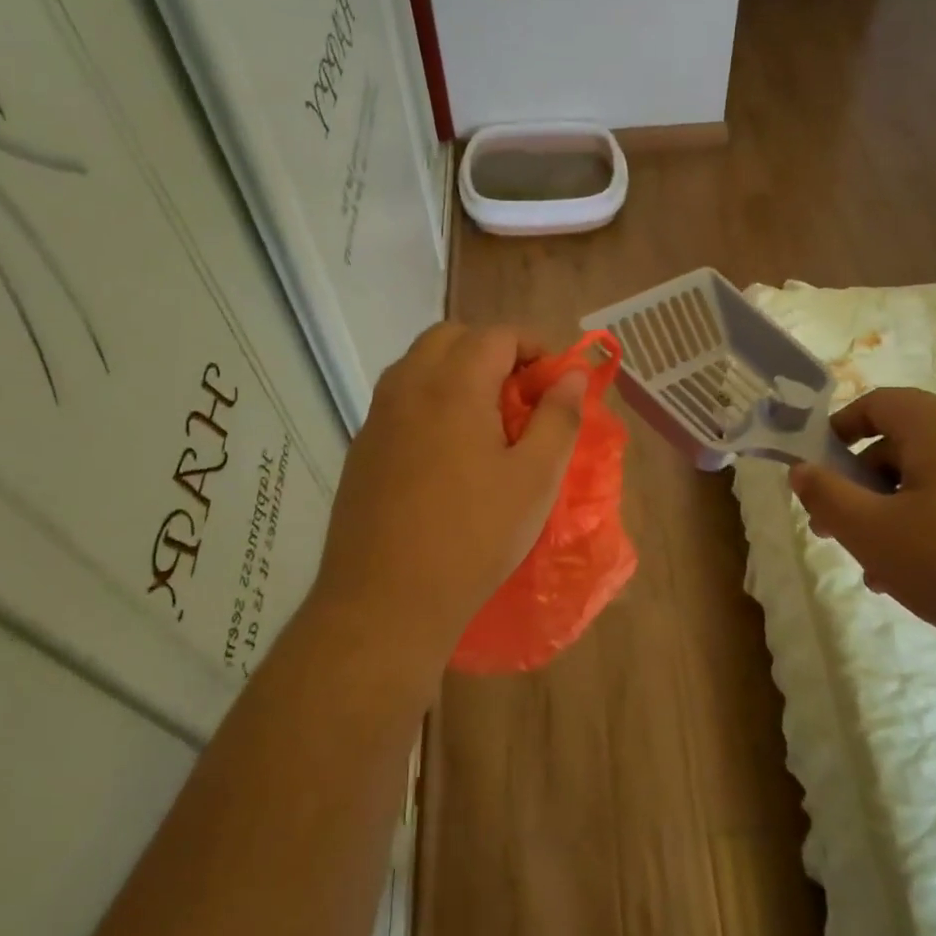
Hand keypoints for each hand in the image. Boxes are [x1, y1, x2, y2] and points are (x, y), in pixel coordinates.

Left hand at [311, 323, 585, 647]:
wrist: (385, 600)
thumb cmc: (473, 537)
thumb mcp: (535, 479)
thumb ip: (559, 418)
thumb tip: (573, 374)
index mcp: (453, 385)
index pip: (497, 335)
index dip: (535, 347)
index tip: (556, 382)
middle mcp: (408, 386)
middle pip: (452, 338)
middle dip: (493, 351)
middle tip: (522, 395)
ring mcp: (377, 417)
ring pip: (419, 365)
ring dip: (458, 373)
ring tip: (488, 421)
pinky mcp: (362, 447)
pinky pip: (400, 400)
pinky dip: (431, 400)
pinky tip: (449, 451)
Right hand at [790, 388, 935, 665]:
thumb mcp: (874, 534)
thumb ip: (826, 496)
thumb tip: (801, 468)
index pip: (878, 403)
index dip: (838, 431)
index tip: (818, 472)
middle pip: (907, 443)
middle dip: (865, 485)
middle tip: (844, 533)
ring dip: (901, 512)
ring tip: (886, 569)